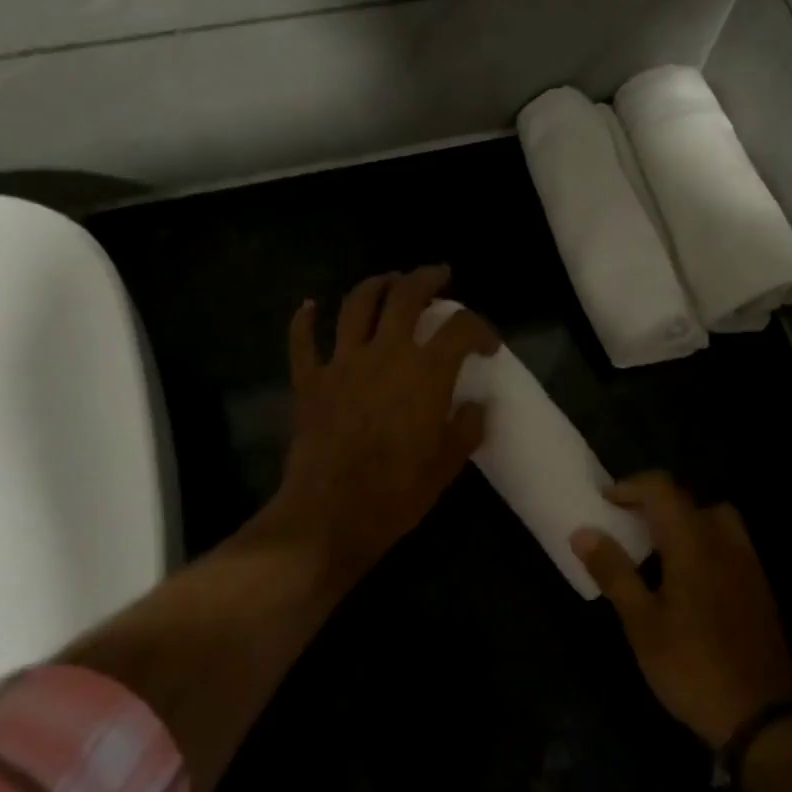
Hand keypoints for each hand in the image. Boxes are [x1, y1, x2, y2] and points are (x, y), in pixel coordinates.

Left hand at [261, 267, 500, 581]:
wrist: (331, 514)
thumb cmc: (397, 492)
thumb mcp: (447, 464)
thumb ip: (467, 428)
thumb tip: (476, 406)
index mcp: (426, 372)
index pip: (461, 329)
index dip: (481, 329)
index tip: (488, 345)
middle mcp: (386, 354)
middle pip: (406, 295)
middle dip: (426, 278)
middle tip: (439, 276)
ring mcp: (343, 363)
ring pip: (358, 305)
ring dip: (376, 285)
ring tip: (389, 281)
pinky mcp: (310, 381)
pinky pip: (304, 341)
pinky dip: (305, 320)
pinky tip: (310, 307)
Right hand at [573, 473, 791, 747]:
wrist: (763, 717)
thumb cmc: (691, 667)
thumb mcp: (641, 623)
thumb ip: (613, 571)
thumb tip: (583, 532)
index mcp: (693, 543)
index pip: (662, 489)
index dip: (630, 487)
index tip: (604, 502)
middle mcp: (724, 542)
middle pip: (689, 500)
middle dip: (654, 504)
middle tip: (627, 526)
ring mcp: (747, 565)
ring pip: (713, 520)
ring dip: (682, 523)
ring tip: (656, 551)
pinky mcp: (759, 588)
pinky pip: (728, 545)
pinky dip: (703, 544)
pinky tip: (686, 581)